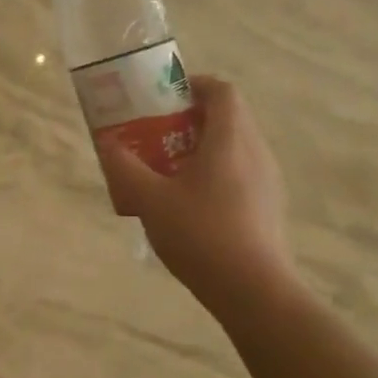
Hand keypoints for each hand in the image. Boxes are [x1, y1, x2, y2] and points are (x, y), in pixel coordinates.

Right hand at [98, 76, 298, 306]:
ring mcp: (267, 180)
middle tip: (156, 133)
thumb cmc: (201, 235)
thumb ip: (125, 167)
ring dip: (202, 147)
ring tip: (168, 169)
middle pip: (227, 116)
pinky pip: (240, 171)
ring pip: (234, 146)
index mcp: (230, 140)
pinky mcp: (269, 206)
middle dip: (190, 118)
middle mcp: (255, 151)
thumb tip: (108, 143)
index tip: (164, 97)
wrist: (254, 292)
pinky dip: (215, 172)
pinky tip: (190, 203)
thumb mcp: (150, 200)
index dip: (194, 85)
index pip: (222, 90)